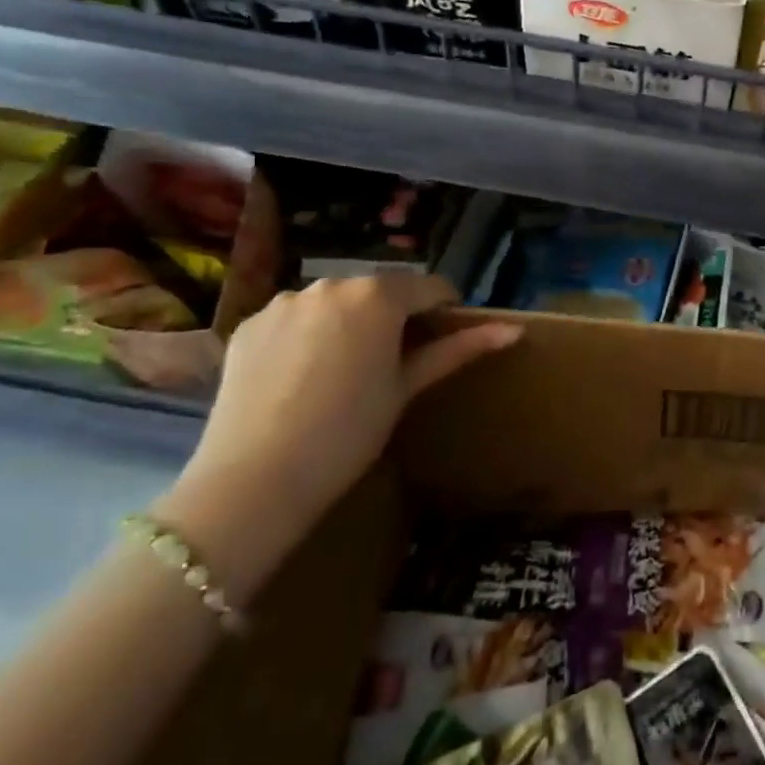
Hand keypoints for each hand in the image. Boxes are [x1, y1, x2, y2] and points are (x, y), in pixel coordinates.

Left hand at [154, 275, 520, 597]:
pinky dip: (307, 336)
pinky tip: (301, 377)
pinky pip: (295, 319)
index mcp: (378, 295)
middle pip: (380, 291)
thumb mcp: (407, 388)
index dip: (444, 310)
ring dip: (350, 322)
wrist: (254, 480)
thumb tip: (515, 330)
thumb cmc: (349, 432)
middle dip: (394, 316)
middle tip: (395, 362)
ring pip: (335, 303)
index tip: (446, 339)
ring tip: (344, 371)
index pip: (429, 287)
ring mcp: (285, 302)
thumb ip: (458, 350)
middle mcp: (331, 284)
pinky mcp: (249, 325)